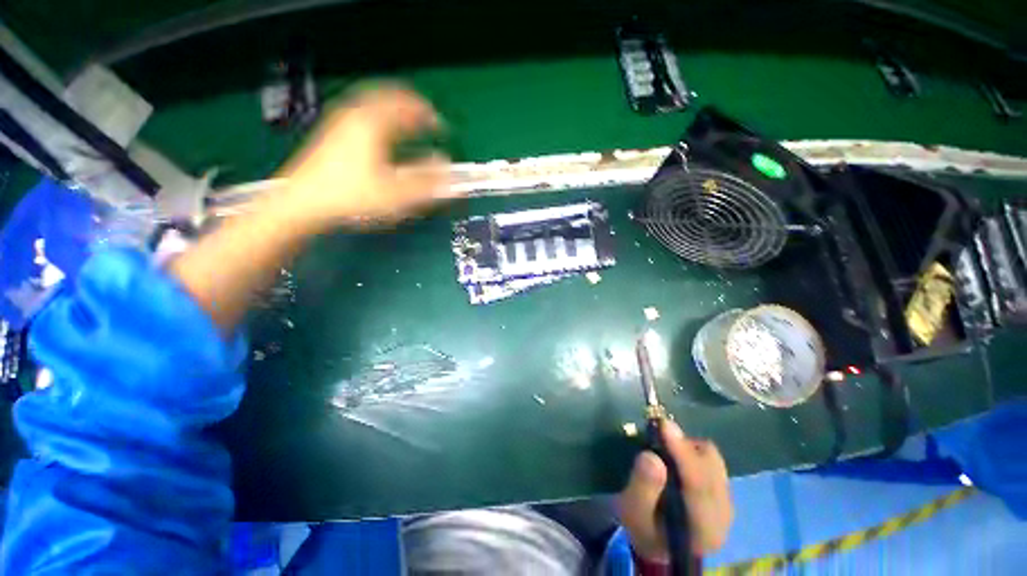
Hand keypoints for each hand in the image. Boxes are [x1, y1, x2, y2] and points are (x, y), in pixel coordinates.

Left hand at [278, 83, 451, 228]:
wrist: (303, 202)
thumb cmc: (353, 196)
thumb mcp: (396, 193)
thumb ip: (426, 180)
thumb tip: (447, 166)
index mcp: (373, 124)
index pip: (407, 107)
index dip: (428, 115)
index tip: (441, 127)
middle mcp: (355, 114)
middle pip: (388, 96)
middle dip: (411, 106)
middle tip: (426, 119)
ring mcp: (340, 121)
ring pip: (373, 102)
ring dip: (394, 109)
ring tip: (408, 122)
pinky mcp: (332, 132)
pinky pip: (361, 112)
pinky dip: (379, 116)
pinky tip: (381, 132)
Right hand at [617, 420, 732, 559]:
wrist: (660, 542)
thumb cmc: (644, 527)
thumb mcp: (633, 511)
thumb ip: (643, 486)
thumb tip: (651, 457)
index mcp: (703, 528)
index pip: (699, 485)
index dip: (682, 452)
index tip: (664, 425)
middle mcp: (723, 514)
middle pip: (711, 466)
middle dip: (684, 445)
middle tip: (658, 433)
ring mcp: (726, 502)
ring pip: (712, 459)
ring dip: (688, 446)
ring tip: (665, 446)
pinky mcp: (722, 491)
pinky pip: (711, 460)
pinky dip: (692, 451)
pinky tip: (675, 455)